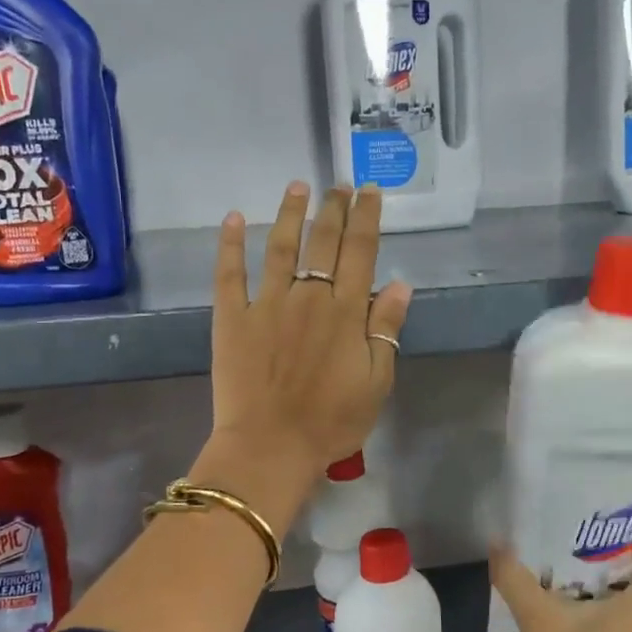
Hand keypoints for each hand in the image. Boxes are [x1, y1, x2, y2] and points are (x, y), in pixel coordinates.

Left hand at [209, 181, 412, 485]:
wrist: (271, 446)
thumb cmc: (332, 421)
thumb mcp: (377, 382)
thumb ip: (386, 330)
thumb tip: (401, 285)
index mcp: (346, 312)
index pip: (361, 252)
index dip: (366, 218)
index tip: (370, 192)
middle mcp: (309, 297)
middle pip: (324, 242)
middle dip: (334, 209)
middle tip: (339, 185)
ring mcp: (267, 304)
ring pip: (280, 247)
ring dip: (290, 213)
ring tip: (298, 186)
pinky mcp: (232, 318)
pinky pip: (230, 273)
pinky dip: (230, 244)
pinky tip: (233, 218)